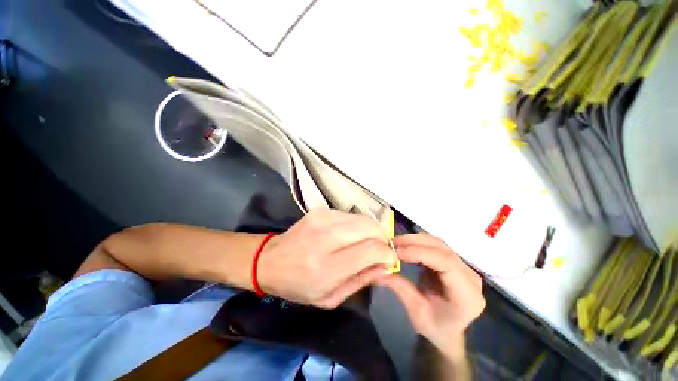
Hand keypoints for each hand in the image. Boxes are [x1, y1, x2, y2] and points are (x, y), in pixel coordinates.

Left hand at [257, 209, 396, 308]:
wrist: (270, 260)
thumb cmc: (298, 285)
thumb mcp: (330, 298)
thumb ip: (361, 280)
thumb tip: (387, 265)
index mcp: (325, 268)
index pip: (371, 250)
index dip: (387, 253)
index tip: (389, 259)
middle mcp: (324, 238)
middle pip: (370, 227)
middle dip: (383, 238)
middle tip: (380, 249)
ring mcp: (321, 219)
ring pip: (363, 218)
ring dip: (371, 231)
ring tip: (365, 242)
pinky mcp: (320, 210)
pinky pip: (351, 215)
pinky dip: (357, 225)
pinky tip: (349, 235)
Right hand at [376, 234, 484, 359]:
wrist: (449, 332)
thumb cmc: (435, 328)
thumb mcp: (416, 311)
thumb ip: (400, 287)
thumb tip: (377, 270)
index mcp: (467, 295)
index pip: (446, 263)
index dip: (420, 253)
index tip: (397, 251)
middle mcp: (470, 277)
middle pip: (443, 249)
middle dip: (415, 242)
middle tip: (392, 242)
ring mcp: (464, 267)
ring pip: (439, 244)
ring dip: (416, 240)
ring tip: (396, 242)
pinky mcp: (455, 262)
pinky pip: (436, 246)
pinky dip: (419, 242)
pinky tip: (406, 245)